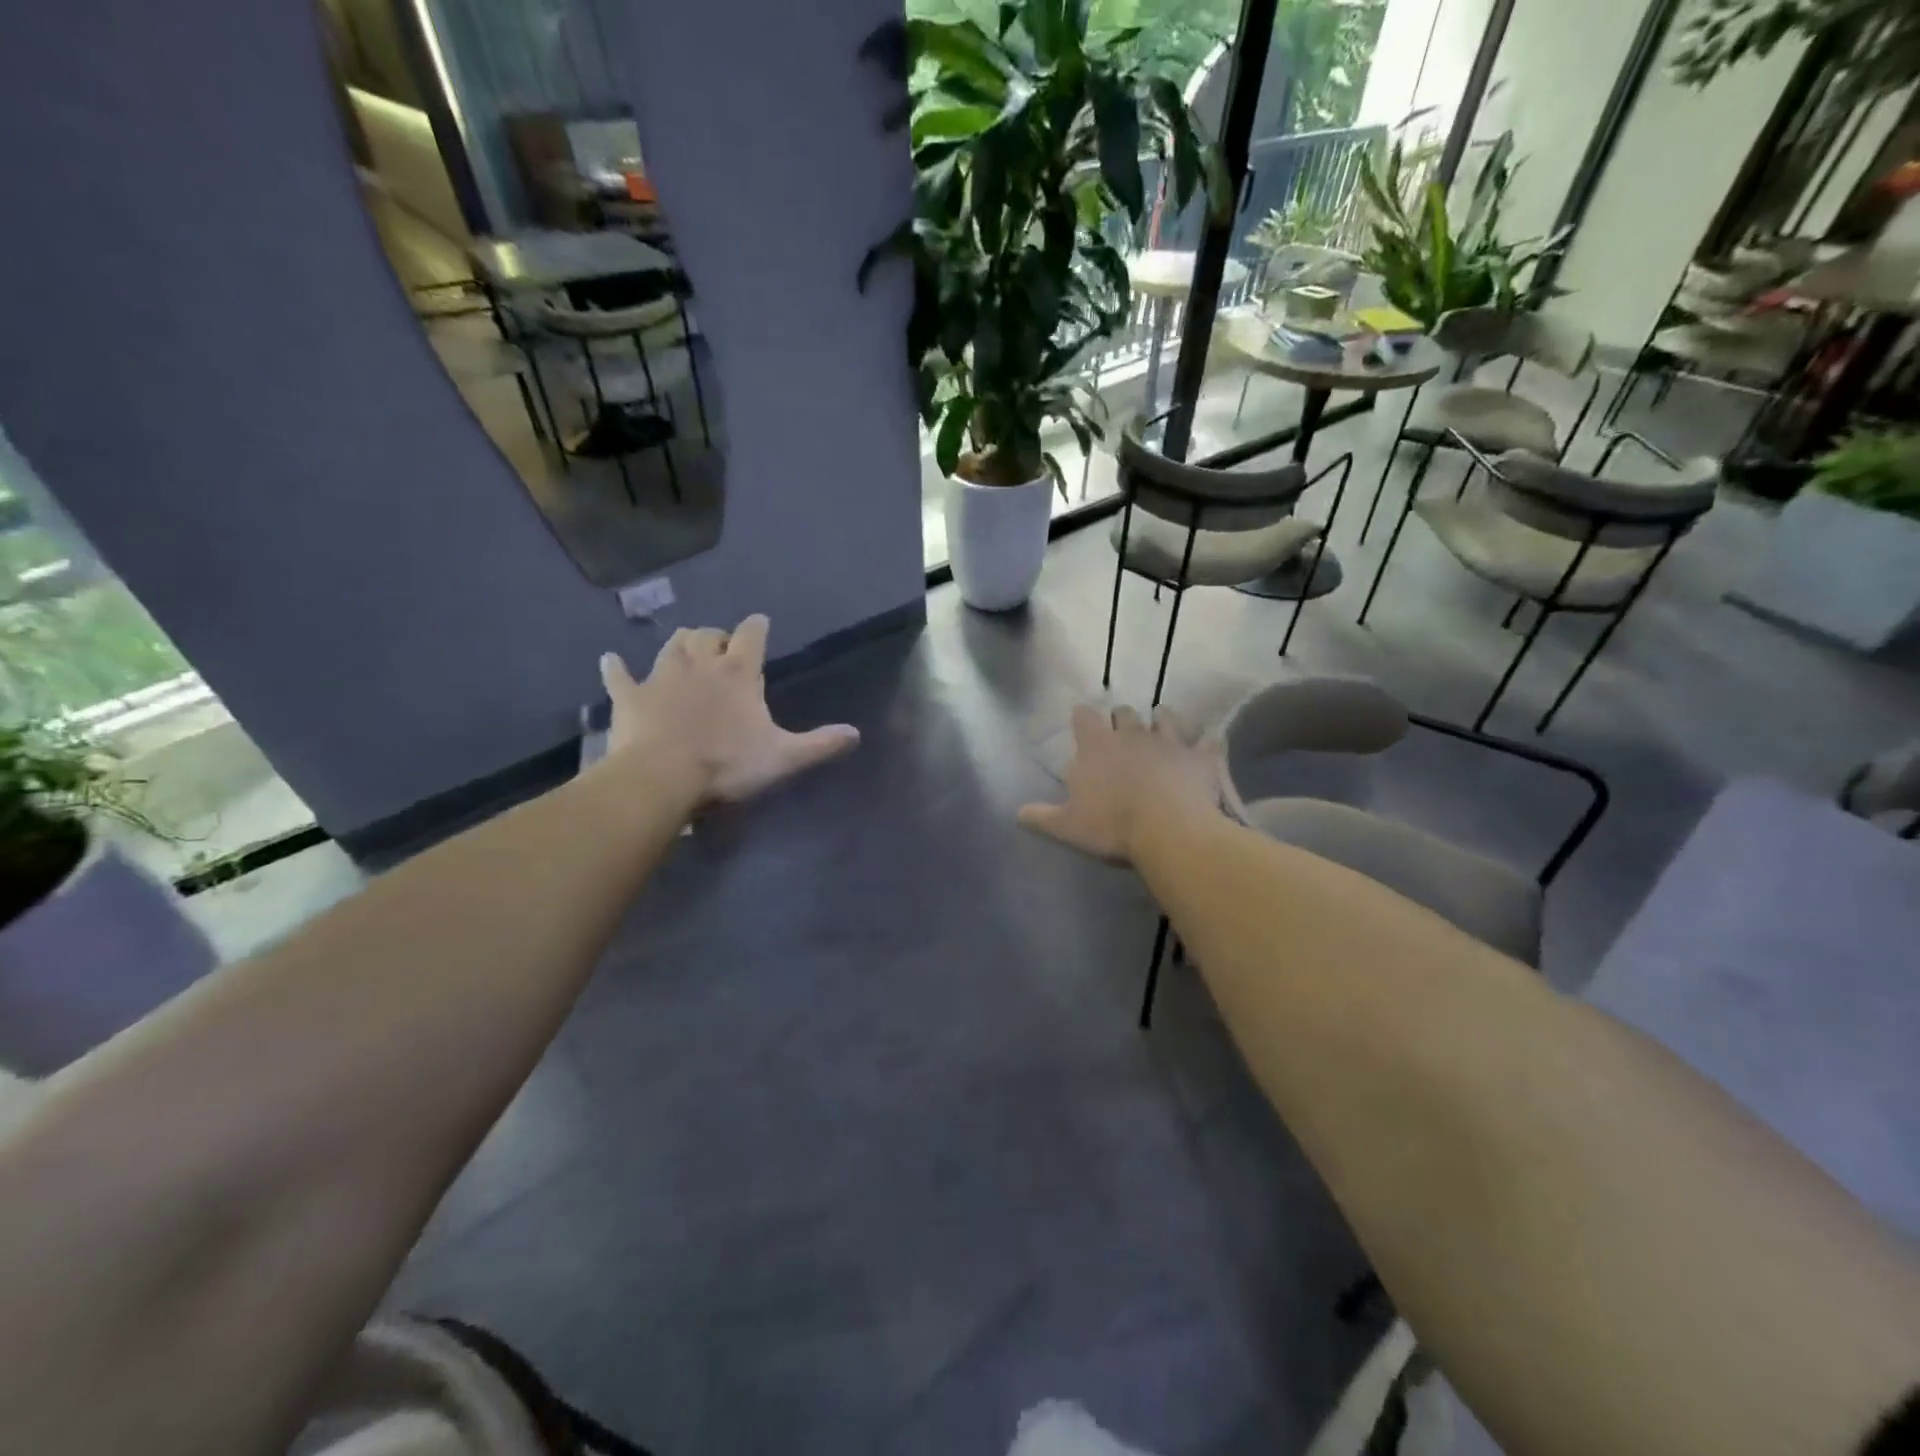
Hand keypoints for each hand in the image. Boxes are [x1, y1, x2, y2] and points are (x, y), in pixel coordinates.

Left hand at [600, 616, 859, 803]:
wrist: (663, 778)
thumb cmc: (728, 765)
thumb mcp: (784, 757)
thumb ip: (821, 744)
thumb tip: (856, 734)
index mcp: (738, 673)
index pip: (752, 635)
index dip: (757, 627)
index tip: (760, 623)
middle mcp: (700, 664)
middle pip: (708, 634)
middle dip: (717, 636)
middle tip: (723, 648)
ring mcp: (661, 677)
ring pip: (671, 646)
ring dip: (681, 644)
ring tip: (687, 649)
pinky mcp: (630, 697)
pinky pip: (619, 676)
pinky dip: (616, 668)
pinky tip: (611, 661)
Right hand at [1018, 705, 1223, 863]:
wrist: (1169, 831)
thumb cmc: (1111, 825)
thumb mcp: (1067, 827)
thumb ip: (1042, 817)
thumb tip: (1018, 813)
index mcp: (1096, 746)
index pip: (1084, 717)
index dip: (1082, 717)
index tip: (1081, 720)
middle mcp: (1131, 734)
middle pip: (1123, 712)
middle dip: (1120, 718)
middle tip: (1120, 732)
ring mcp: (1169, 742)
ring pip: (1164, 717)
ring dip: (1161, 721)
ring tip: (1161, 728)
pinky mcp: (1200, 757)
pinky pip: (1209, 741)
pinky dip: (1209, 742)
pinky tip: (1211, 743)